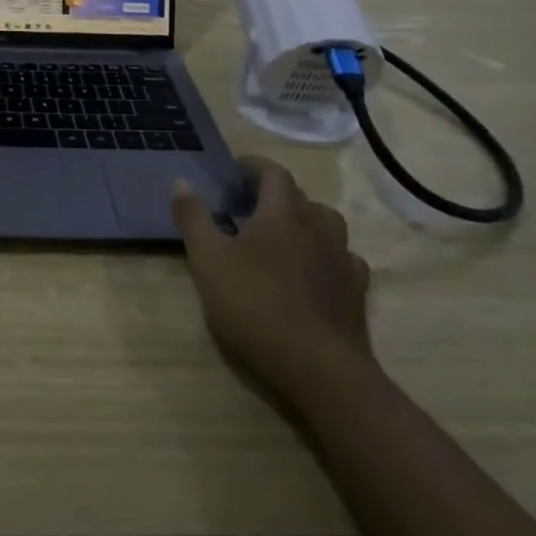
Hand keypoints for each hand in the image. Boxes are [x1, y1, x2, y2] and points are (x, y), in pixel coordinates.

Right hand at [170, 156, 373, 399]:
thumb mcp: (207, 260)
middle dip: (275, 194)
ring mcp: (342, 261)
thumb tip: (179, 180)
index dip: (253, 166)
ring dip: (305, 221)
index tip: (234, 171)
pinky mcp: (356, 293)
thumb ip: (192, 217)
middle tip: (249, 206)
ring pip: (328, 225)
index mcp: (282, 215)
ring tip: (283, 235)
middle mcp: (317, 229)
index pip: (274, 173)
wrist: (320, 369)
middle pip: (301, 197)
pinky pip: (344, 259)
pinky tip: (314, 271)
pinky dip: (327, 255)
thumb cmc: (255, 306)